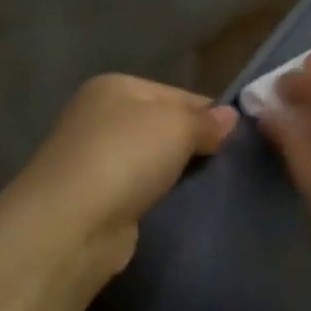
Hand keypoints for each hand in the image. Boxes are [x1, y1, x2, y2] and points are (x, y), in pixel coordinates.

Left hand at [16, 74, 237, 273]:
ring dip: (176, 173)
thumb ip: (206, 122)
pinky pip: (140, 189)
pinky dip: (157, 196)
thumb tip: (230, 117)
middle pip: (163, 126)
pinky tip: (177, 206)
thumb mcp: (177, 127)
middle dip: (193, 145)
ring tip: (209, 188)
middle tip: (226, 166)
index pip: (177, 94)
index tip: (238, 140)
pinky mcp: (96, 197)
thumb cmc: (126, 158)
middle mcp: (99, 117)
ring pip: (152, 160)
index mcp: (115, 87)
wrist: (72, 223)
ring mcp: (94, 158)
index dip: (209, 115)